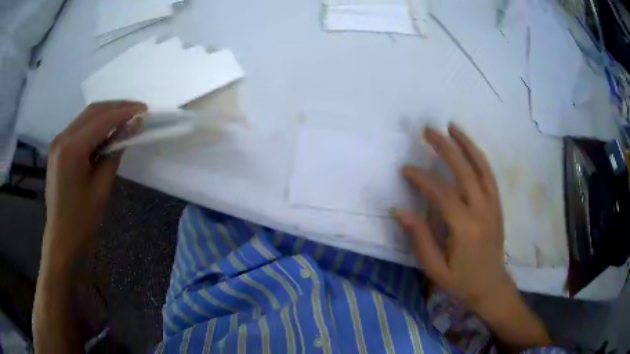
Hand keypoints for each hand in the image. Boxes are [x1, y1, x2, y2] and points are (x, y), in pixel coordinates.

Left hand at [43, 101, 145, 267]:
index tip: (144, 109)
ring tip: (125, 118)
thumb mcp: (101, 188)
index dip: (125, 111)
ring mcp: (58, 141)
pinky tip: (107, 130)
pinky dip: (96, 124)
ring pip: (86, 116)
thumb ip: (114, 153)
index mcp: (72, 149)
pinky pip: (79, 126)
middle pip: (93, 111)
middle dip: (117, 107)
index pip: (102, 119)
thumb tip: (131, 127)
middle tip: (137, 111)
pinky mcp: (58, 147)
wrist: (61, 237)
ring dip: (106, 113)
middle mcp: (62, 137)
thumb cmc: (82, 220)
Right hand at [395, 123, 512, 313]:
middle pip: (465, 171)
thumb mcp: (435, 268)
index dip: (422, 178)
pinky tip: (469, 148)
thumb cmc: (461, 280)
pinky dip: (479, 157)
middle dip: (445, 148)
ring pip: (481, 167)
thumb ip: (420, 239)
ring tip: (452, 127)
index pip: (442, 193)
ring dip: (466, 145)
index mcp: (465, 228)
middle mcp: (482, 211)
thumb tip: (399, 210)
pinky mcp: (497, 205)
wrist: (491, 285)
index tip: (406, 169)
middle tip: (428, 130)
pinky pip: (490, 175)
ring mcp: (493, 205)